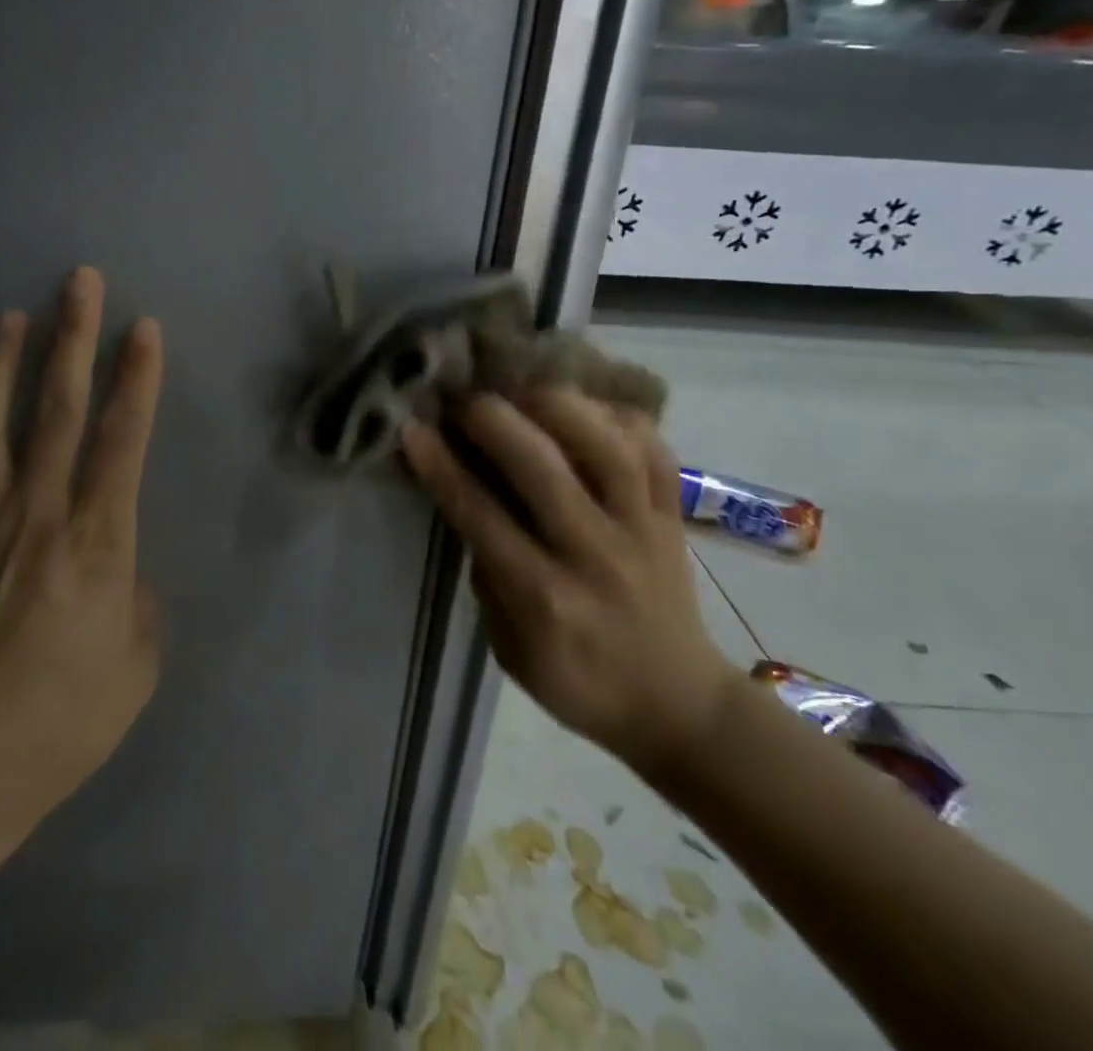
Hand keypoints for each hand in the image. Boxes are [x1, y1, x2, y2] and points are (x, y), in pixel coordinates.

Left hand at [0, 267, 164, 850]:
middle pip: (57, 409)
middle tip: (78, 282)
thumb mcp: (138, 663)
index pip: (124, 437)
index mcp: (96, 539)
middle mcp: (36, 513)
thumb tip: (117, 564)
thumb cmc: (65, 722)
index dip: (138, 377)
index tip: (144, 327)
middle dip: (73, 338)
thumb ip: (136, 597)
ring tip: (5, 320)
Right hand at [401, 390, 737, 778]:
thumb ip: (489, 574)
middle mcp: (596, 554)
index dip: (442, 466)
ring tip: (519, 388)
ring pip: (606, 447)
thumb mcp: (509, 647)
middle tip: (461, 400)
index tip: (413, 428)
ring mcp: (643, 528)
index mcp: (546, 598)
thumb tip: (470, 500)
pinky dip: (615, 415)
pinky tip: (581, 405)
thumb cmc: (579, 682)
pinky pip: (652, 448)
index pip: (483, 516)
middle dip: (492, 419)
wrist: (679, 703)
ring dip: (555, 405)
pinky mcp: (674, 513)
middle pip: (544, 468)